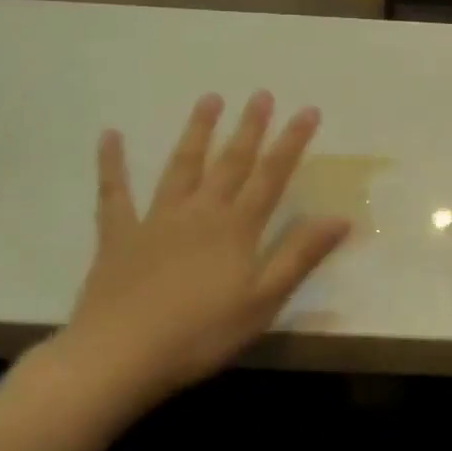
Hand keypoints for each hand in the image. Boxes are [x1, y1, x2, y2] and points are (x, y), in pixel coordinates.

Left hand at [44, 92, 351, 416]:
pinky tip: (110, 136)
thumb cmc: (201, 334)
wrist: (120, 356)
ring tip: (209, 99)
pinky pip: (114, 193)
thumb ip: (300, 255)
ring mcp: (156, 220)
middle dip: (249, 128)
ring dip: (197, 132)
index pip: (271, 176)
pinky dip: (112, 164)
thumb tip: (341, 218)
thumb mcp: (263, 300)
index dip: (291, 143)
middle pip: (230, 163)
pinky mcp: (119, 236)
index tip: (307, 110)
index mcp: (236, 228)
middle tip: (261, 94)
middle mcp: (199, 212)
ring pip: (181, 167)